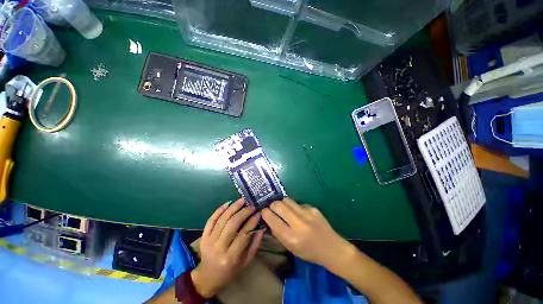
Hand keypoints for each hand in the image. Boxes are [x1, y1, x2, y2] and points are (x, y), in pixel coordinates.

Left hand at [191, 198, 263, 297]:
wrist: (207, 277)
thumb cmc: (230, 271)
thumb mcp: (246, 262)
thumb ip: (255, 244)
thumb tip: (261, 227)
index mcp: (231, 257)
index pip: (243, 234)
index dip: (252, 222)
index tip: (258, 213)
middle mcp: (219, 248)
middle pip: (232, 224)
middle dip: (243, 212)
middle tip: (251, 206)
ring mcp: (209, 241)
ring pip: (222, 219)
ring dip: (233, 208)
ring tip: (242, 200)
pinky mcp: (203, 237)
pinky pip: (210, 220)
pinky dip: (219, 210)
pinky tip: (228, 203)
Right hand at [261, 198, 352, 267]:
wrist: (332, 248)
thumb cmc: (309, 252)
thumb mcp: (291, 248)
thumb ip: (278, 233)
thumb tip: (270, 218)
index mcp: (291, 237)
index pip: (272, 219)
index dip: (265, 213)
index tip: (264, 212)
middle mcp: (298, 224)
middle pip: (278, 205)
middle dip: (272, 205)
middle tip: (273, 209)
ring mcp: (307, 214)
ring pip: (287, 200)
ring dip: (283, 204)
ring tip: (285, 209)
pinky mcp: (313, 208)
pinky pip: (298, 203)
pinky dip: (295, 207)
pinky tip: (300, 214)